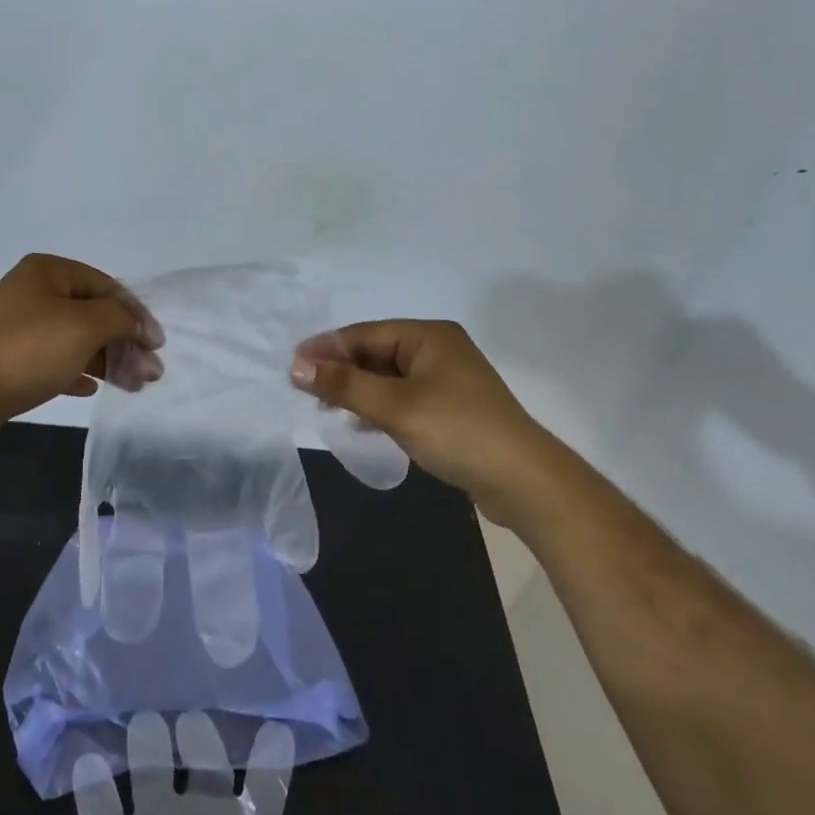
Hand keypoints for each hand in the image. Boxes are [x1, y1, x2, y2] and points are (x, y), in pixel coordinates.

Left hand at [0, 255, 163, 448]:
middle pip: (93, 314)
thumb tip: (140, 326)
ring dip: (106, 360)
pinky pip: (54, 361)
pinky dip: (76, 372)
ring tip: (133, 385)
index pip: (108, 286)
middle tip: (151, 373)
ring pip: (75, 340)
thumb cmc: (27, 349)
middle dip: (125, 342)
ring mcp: (19, 327)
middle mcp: (33, 292)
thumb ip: (121, 319)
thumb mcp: (84, 325)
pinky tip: (91, 389)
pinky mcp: (10, 359)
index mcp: (49, 271)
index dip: (137, 314)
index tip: (157, 346)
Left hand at [73, 714, 346, 814]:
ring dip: (147, 746)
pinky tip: (86, 764)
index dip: (272, 756)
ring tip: (144, 723)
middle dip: (200, 737)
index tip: (275, 729)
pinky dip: (93, 792)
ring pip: (151, 772)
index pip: (267, 783)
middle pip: (204, 763)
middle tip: (192, 719)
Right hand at [289, 320, 543, 510]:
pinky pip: (402, 398)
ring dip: (356, 390)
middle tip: (302, 389)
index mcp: (429, 336)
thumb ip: (344, 385)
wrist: (523, 481)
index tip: (291, 365)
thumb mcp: (395, 406)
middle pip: (375, 353)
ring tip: (324, 407)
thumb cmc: (457, 431)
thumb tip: (296, 365)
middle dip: (340, 371)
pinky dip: (377, 407)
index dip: (326, 348)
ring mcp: (446, 380)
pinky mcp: (449, 408)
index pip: (364, 334)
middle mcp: (438, 350)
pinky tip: (359, 424)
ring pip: (387, 378)